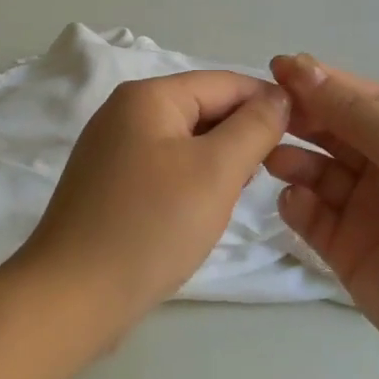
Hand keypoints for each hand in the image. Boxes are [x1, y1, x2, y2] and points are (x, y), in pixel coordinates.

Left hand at [18, 71, 292, 319]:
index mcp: (147, 96)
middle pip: (202, 108)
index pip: (224, 82)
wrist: (73, 296)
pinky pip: (164, 168)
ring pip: (185, 141)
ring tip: (238, 194)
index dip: (268, 102)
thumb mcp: (215, 171)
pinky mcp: (109, 184)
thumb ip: (254, 127)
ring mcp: (111, 149)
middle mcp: (124, 112)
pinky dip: (191, 181)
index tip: (304, 134)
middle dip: (241, 134)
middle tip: (271, 173)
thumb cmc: (151, 226)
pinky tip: (203, 209)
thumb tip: (280, 97)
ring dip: (218, 161)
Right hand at [265, 54, 378, 378]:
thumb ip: (357, 112)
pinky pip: (311, 217)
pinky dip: (297, 204)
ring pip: (316, 172)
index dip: (321, 81)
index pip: (359, 98)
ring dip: (292, 159)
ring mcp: (365, 213)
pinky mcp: (346, 253)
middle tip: (265, 112)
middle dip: (300, 117)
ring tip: (272, 157)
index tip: (278, 67)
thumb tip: (305, 67)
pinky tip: (296, 202)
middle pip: (333, 132)